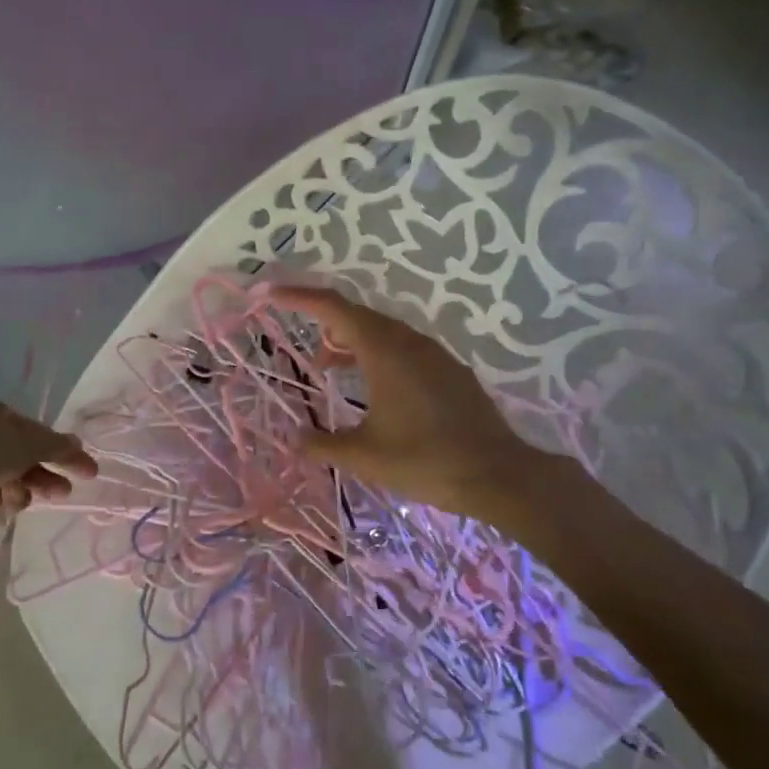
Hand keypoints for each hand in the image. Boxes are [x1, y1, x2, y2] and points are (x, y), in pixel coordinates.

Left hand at [0, 396, 97, 536]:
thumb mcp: (24, 444)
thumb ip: (56, 447)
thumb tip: (79, 444)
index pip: (37, 435)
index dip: (62, 454)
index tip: (87, 474)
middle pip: (19, 464)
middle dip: (36, 480)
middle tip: (54, 496)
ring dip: (5, 498)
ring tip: (0, 504)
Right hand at [272, 285, 546, 522]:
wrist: (498, 474)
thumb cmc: (424, 460)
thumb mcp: (364, 456)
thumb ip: (322, 444)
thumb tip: (294, 439)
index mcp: (384, 351)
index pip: (334, 308)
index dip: (299, 297)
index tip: (271, 293)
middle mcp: (409, 342)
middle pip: (358, 315)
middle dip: (325, 324)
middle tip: (305, 351)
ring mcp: (434, 354)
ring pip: (383, 332)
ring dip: (352, 342)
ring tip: (331, 370)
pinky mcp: (450, 370)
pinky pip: (404, 348)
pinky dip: (378, 354)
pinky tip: (374, 387)